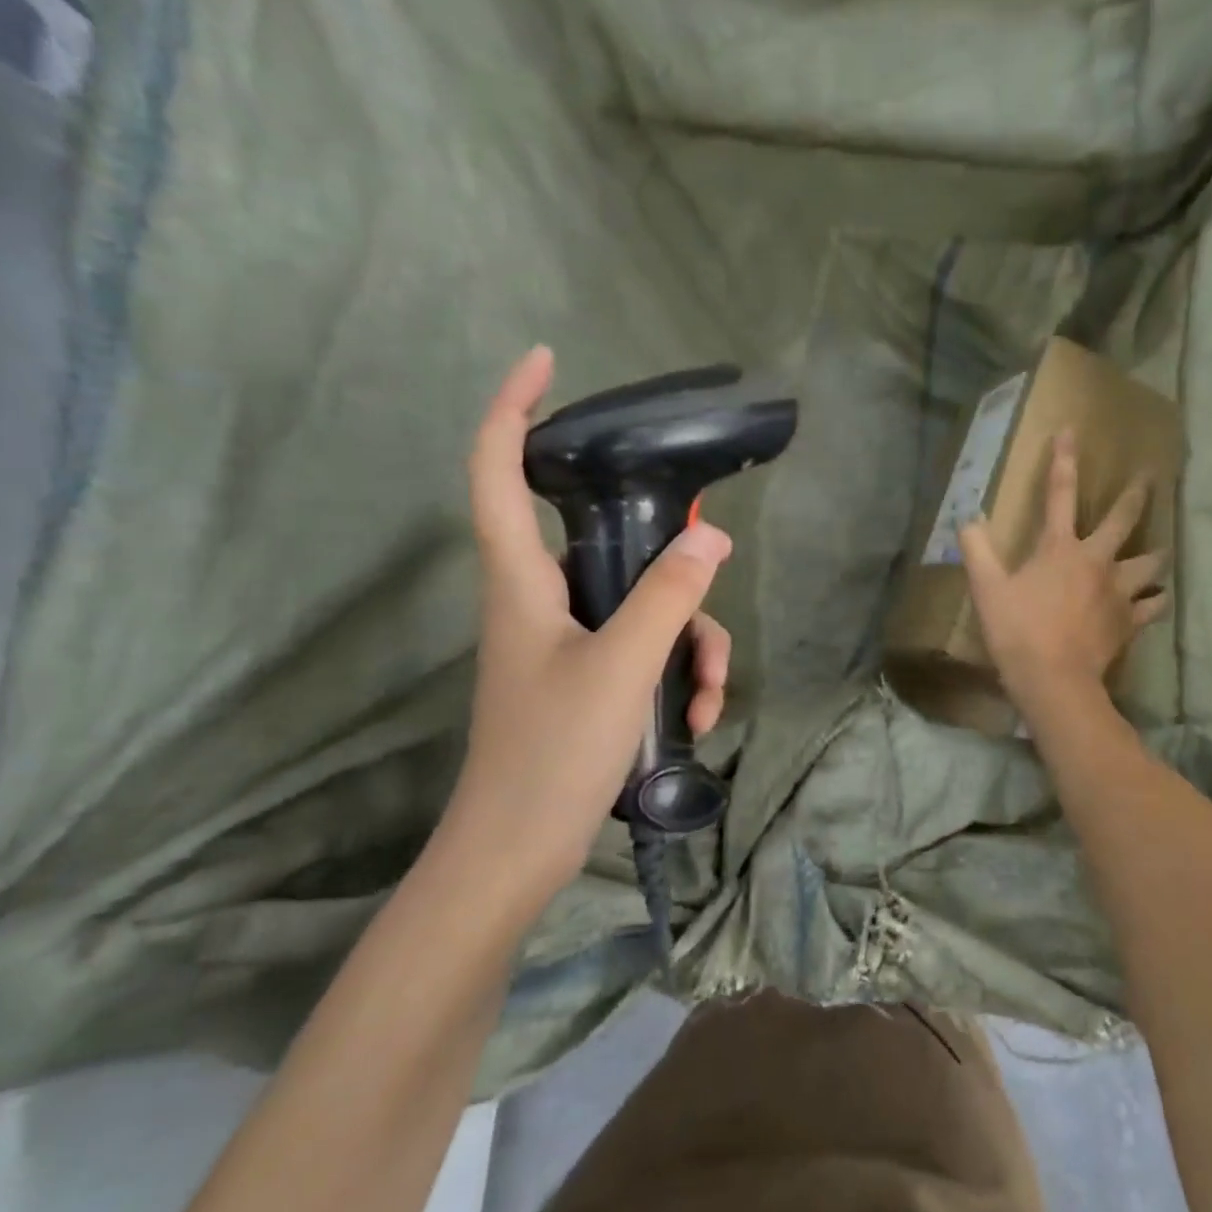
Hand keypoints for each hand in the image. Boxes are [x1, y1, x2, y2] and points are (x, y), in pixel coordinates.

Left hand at [440, 347, 733, 897]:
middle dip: (668, 557)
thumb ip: (668, 596)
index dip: (514, 407)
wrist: (518, 851)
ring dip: (691, 643)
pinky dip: (678, 676)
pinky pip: (646, 651)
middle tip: (706, 550)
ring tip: (708, 698)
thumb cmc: (552, 753)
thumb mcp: (622, 666)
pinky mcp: (590, 677)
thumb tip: (713, 536)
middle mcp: (542, 599)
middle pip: (607, 542)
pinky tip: (699, 718)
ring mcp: (568, 641)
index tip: (548, 361)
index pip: (498, 470)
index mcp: (522, 580)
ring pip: (644, 606)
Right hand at [959, 430, 1166, 716]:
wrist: (1053, 679)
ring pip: (1149, 563)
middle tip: (1150, 477)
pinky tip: (1158, 598)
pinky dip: (1156, 600)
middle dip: (1136, 495)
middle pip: (1123, 519)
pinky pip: (1153, 605)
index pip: (1060, 493)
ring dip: (1156, 553)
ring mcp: (1117, 591)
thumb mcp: (986, 588)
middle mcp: (1096, 561)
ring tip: (1162, 549)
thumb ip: (976, 549)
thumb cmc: (1016, 630)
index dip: (1063, 460)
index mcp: (1059, 548)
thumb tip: (969, 519)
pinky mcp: (1129, 621)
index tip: (1071, 432)